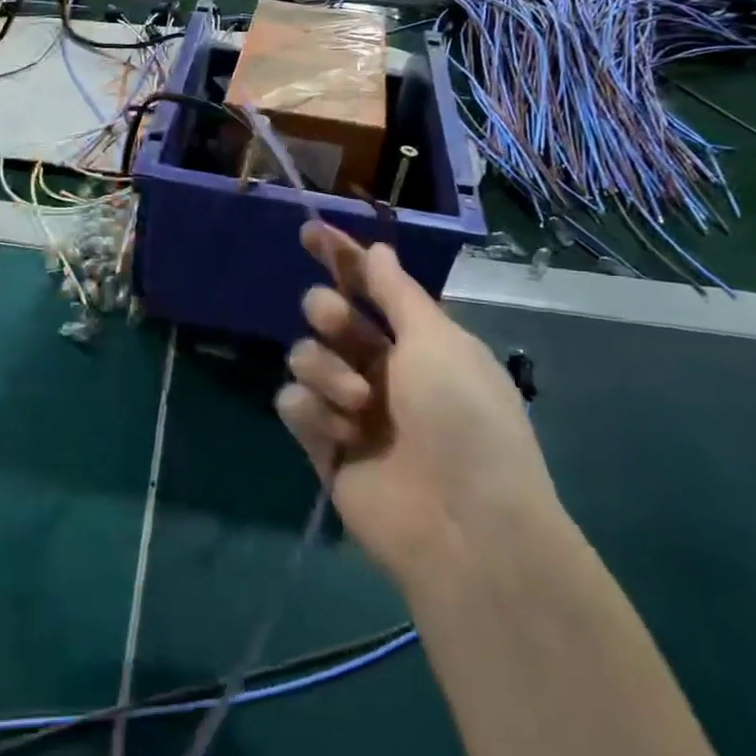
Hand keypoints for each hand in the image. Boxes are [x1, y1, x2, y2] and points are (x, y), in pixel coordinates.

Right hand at [277, 224, 557, 584]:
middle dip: (327, 312)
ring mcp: (348, 407)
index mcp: (416, 341)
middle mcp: (381, 369)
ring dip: (325, 370)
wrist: (462, 525)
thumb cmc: (463, 418)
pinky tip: (340, 435)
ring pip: (304, 356)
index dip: (341, 257)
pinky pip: (293, 402)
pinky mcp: (321, 444)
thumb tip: (378, 249)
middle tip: (336, 322)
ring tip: (356, 403)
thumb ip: (397, 293)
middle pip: (328, 316)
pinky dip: (313, 412)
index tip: (309, 230)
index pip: (369, 287)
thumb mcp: (438, 341)